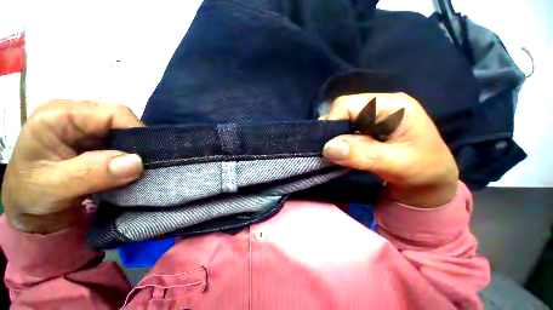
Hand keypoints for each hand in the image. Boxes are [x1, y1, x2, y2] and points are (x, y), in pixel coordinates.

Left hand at [2, 100, 143, 233]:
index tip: (146, 158)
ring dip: (132, 152)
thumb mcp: (55, 186)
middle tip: (141, 167)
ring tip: (133, 170)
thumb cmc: (29, 196)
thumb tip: (137, 162)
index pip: (113, 113)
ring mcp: (84, 127)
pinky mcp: (91, 140)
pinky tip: (125, 169)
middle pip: (121, 121)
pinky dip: (128, 157)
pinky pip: (120, 143)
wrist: (28, 210)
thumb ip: (93, 173)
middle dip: (135, 143)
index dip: (136, 132)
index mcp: (58, 115)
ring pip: (124, 133)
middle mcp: (74, 114)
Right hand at [322, 93, 458, 207]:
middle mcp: (379, 106)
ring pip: (341, 121)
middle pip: (342, 111)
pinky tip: (341, 153)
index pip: (347, 104)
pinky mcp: (367, 129)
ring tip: (335, 154)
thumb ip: (363, 154)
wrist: (432, 181)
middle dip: (332, 131)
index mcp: (392, 106)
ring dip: (334, 138)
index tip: (327, 146)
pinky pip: (344, 131)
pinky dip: (338, 143)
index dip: (333, 122)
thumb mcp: (397, 164)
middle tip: (329, 152)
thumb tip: (328, 147)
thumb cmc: (425, 170)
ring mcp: (372, 117)